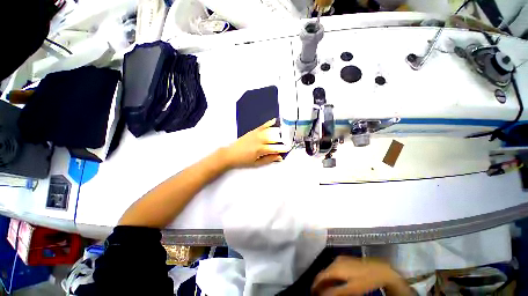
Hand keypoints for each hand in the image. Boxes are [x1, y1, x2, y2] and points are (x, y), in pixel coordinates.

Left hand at [222, 118, 288, 167]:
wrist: (230, 154)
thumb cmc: (243, 160)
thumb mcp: (257, 163)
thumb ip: (269, 159)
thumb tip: (279, 157)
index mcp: (261, 149)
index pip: (276, 148)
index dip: (283, 148)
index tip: (289, 148)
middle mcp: (260, 140)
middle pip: (275, 138)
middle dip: (282, 141)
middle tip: (287, 142)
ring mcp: (256, 134)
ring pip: (271, 131)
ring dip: (279, 132)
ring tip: (284, 134)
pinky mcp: (253, 131)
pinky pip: (263, 126)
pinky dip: (269, 123)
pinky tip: (275, 121)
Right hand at [312, 256, 412, 295]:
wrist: (380, 269)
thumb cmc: (365, 280)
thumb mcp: (352, 290)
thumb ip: (336, 292)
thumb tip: (321, 295)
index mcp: (335, 268)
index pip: (320, 277)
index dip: (315, 286)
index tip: (313, 294)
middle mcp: (335, 261)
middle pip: (323, 273)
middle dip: (319, 284)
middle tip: (318, 293)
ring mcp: (340, 259)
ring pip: (328, 270)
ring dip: (325, 280)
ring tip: (326, 290)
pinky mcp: (345, 259)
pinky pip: (333, 268)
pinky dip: (331, 276)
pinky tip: (335, 282)